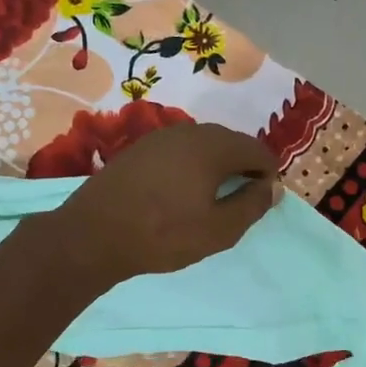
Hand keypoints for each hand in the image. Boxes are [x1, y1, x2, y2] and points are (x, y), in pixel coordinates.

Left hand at [50, 123, 279, 284]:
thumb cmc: (163, 235)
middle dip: (243, 167)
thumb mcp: (219, 230)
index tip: (263, 200)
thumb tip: (272, 187)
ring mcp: (160, 137)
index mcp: (213, 146)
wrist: (93, 235)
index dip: (268, 174)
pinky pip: (179, 151)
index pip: (257, 149)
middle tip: (241, 201)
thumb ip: (252, 205)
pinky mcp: (139, 149)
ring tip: (213, 199)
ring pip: (203, 145)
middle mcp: (189, 132)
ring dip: (216, 166)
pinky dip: (191, 167)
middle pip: (231, 142)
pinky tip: (181, 193)